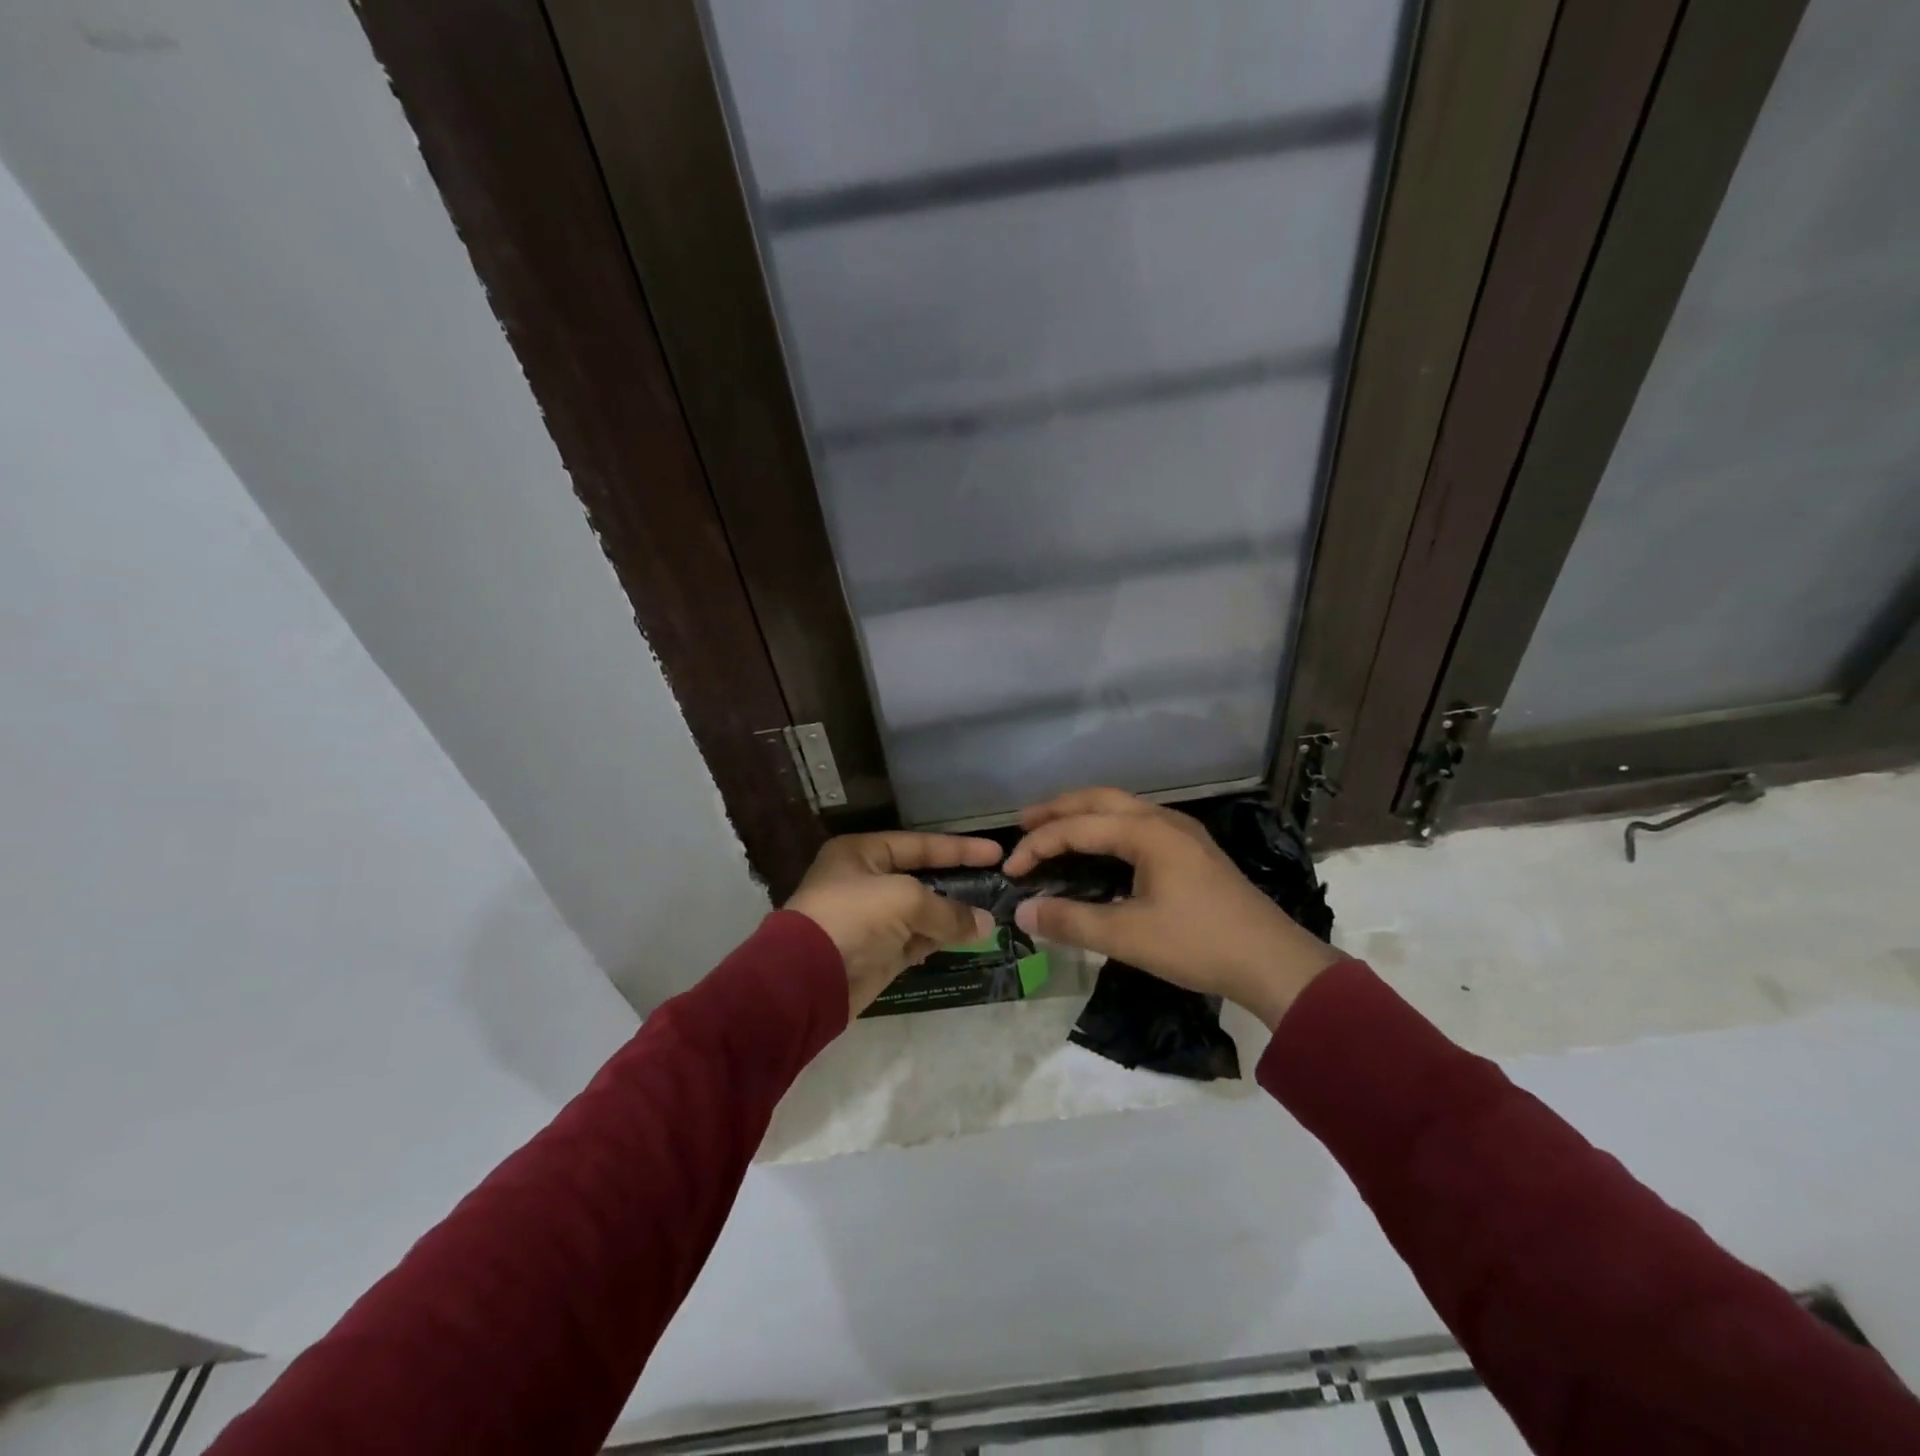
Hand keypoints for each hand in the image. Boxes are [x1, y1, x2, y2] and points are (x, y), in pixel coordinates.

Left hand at [785, 831, 1001, 1018]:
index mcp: (862, 853)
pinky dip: (940, 939)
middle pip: (922, 877)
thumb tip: (985, 924)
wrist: (807, 980)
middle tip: (997, 884)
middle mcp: (866, 881)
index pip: (920, 845)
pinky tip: (968, 939)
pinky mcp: (878, 953)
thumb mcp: (904, 900)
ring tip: (991, 915)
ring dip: (952, 915)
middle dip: (958, 882)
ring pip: (922, 912)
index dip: (958, 848)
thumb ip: (948, 910)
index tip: (996, 853)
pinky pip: (917, 940)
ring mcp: (872, 919)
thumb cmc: (853, 918)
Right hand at [1003, 788, 1340, 1028]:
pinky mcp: (1192, 849)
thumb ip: (1071, 921)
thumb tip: (1023, 912)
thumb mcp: (1128, 937)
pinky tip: (1100, 847)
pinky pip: (1137, 822)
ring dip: (1084, 814)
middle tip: (1023, 824)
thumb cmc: (1199, 944)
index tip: (1010, 870)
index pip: (1078, 827)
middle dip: (1058, 809)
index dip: (1038, 845)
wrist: (1273, 962)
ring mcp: (1182, 832)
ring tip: (1054, 829)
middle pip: (1099, 799)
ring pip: (1121, 807)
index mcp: (1147, 832)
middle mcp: (1163, 820)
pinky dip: (1107, 826)